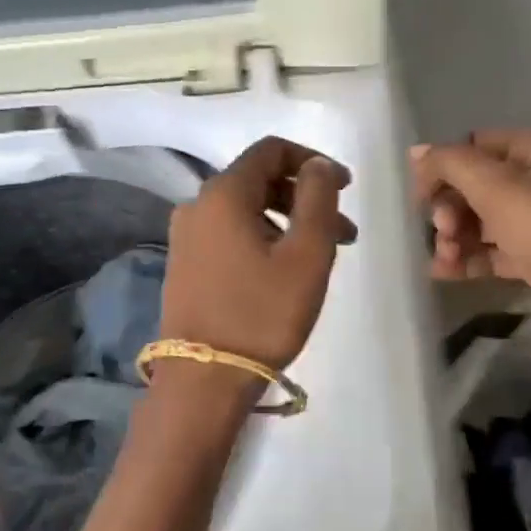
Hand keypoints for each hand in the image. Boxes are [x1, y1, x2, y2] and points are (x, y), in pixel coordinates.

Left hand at [158, 136, 356, 373]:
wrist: (204, 380)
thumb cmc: (263, 313)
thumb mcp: (306, 254)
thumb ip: (317, 198)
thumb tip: (317, 165)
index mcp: (224, 194)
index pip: (271, 150)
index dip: (313, 160)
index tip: (345, 187)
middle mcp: (197, 205)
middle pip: (259, 180)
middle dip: (306, 197)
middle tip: (344, 231)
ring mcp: (185, 236)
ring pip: (246, 210)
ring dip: (288, 221)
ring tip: (320, 256)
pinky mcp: (185, 264)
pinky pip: (231, 233)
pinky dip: (264, 238)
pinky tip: (285, 270)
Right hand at [411, 129, 530, 315]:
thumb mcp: (494, 186)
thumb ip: (449, 164)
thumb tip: (416, 152)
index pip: (476, 145)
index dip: (445, 163)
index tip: (421, 190)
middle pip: (475, 185)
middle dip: (449, 207)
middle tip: (442, 228)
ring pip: (481, 221)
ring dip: (454, 236)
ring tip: (444, 256)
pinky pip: (491, 251)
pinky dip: (467, 258)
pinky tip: (442, 271)